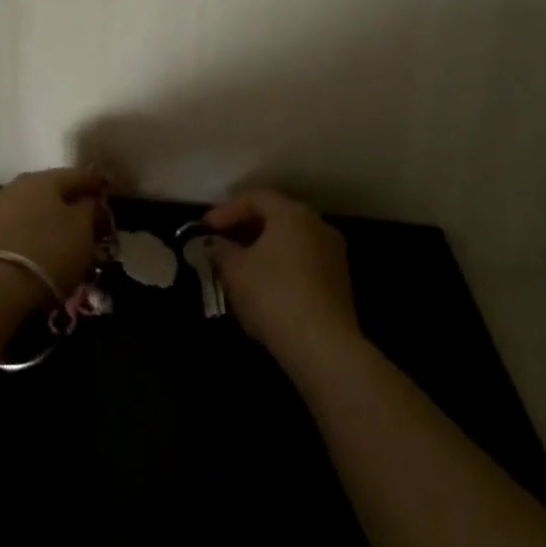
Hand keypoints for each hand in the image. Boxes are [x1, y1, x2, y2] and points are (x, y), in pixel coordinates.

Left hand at [0, 167, 107, 296]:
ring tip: (60, 237)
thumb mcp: (82, 229)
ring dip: (45, 218)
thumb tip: (89, 200)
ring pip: (30, 208)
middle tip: (85, 217)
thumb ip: (89, 208)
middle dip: (68, 202)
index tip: (108, 190)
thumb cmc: (49, 250)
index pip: (76, 175)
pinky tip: (36, 249)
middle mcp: (17, 185)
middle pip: (50, 190)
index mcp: (43, 178)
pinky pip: (15, 228)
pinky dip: (28, 234)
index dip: (95, 183)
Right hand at [204, 189, 360, 371]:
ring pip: (289, 242)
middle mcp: (317, 225)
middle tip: (221, 245)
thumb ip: (220, 250)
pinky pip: (302, 263)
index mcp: (292, 213)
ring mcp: (333, 255)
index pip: (255, 197)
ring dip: (262, 250)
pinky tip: (263, 289)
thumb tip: (215, 244)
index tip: (206, 228)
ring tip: (238, 269)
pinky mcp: (339, 284)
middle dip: (244, 230)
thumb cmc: (274, 296)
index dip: (227, 210)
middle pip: (275, 217)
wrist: (324, 350)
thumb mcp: (235, 270)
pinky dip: (280, 267)